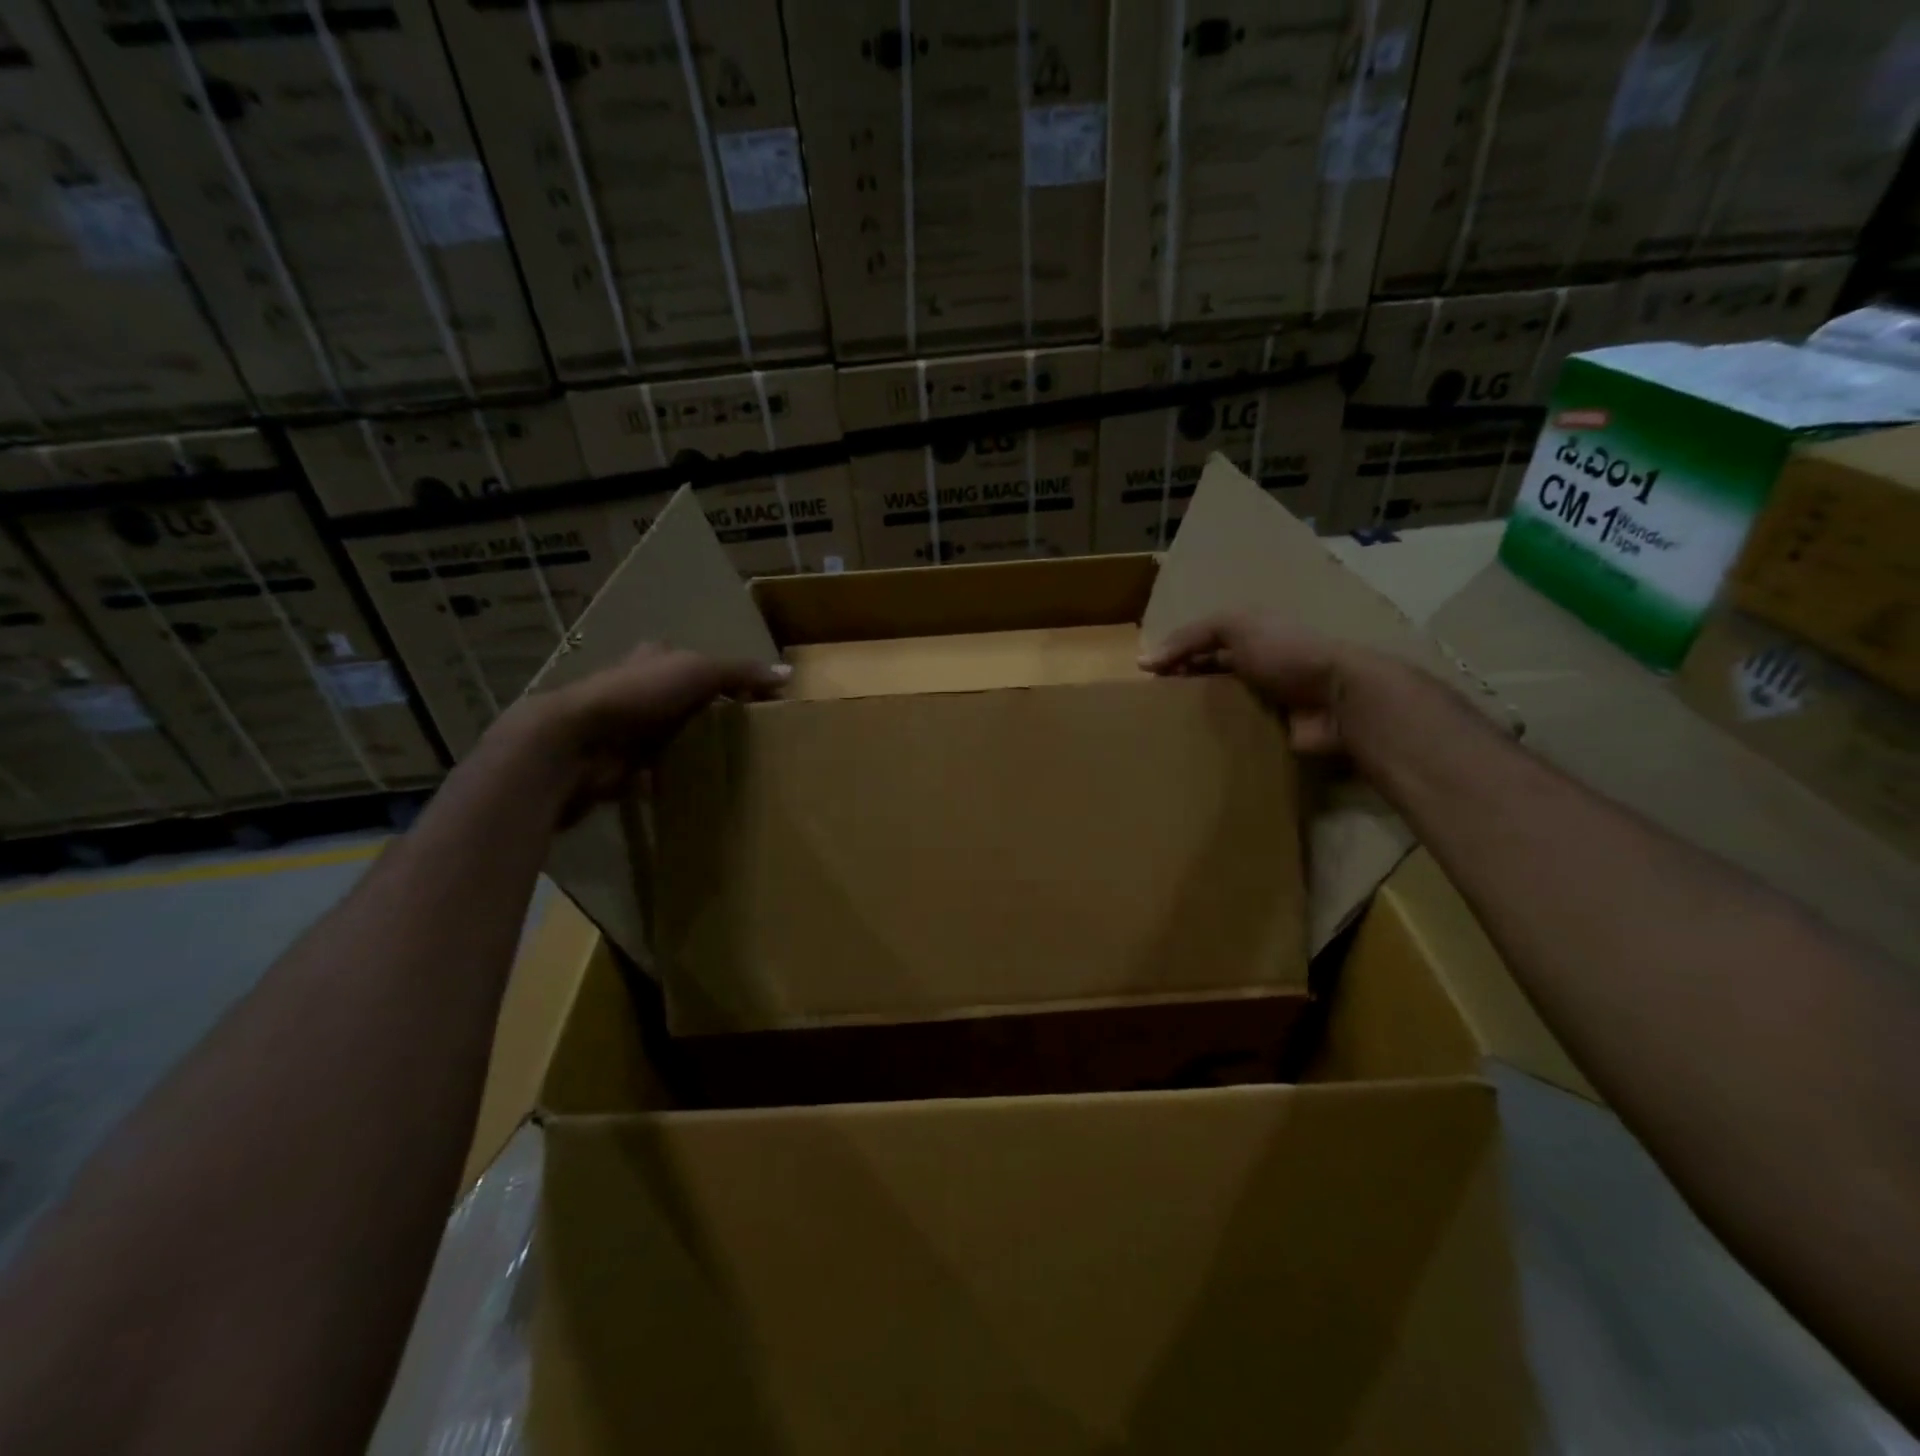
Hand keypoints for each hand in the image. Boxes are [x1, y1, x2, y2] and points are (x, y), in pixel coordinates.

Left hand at [501, 644, 788, 817]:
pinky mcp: (621, 763)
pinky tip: (703, 787)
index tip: (758, 699)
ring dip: (695, 747)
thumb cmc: (638, 695)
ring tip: (736, 763)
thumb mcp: (698, 672)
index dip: (727, 677)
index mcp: (654, 659)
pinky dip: (676, 777)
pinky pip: (658, 769)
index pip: (697, 662)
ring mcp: (627, 729)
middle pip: (685, 700)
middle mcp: (639, 690)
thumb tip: (788, 674)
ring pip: (672, 735)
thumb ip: (740, 672)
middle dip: (712, 714)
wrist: (576, 744)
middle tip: (752, 735)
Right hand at [1140, 612, 1352, 752]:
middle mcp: (1257, 668)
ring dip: (1197, 718)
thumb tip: (1143, 661)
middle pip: (1209, 677)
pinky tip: (1191, 749)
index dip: (1175, 656)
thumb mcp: (1235, 627)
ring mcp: (1265, 703)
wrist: (1338, 698)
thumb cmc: (1285, 652)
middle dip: (1183, 689)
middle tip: (1152, 707)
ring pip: (1220, 709)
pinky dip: (1216, 742)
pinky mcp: (1271, 734)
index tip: (1148, 677)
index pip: (1203, 645)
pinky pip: (1236, 737)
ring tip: (1165, 731)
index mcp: (1250, 638)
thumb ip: (1190, 637)